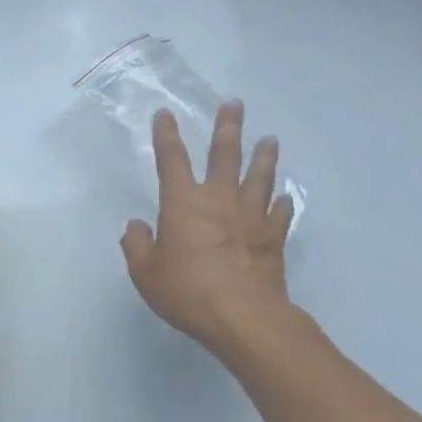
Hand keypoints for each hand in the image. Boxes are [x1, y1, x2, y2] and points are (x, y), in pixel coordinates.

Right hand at [121, 103, 294, 354]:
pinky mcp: (273, 238)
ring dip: (264, 156)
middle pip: (225, 155)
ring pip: (259, 177)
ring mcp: (251, 217)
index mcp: (182, 204)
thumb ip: (137, 245)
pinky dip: (282, 202)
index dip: (166, 136)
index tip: (165, 114)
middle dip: (227, 128)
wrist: (243, 316)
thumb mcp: (145, 273)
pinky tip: (285, 196)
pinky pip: (280, 213)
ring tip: (269, 139)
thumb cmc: (187, 291)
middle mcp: (219, 201)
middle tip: (234, 104)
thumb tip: (136, 226)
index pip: (172, 161)